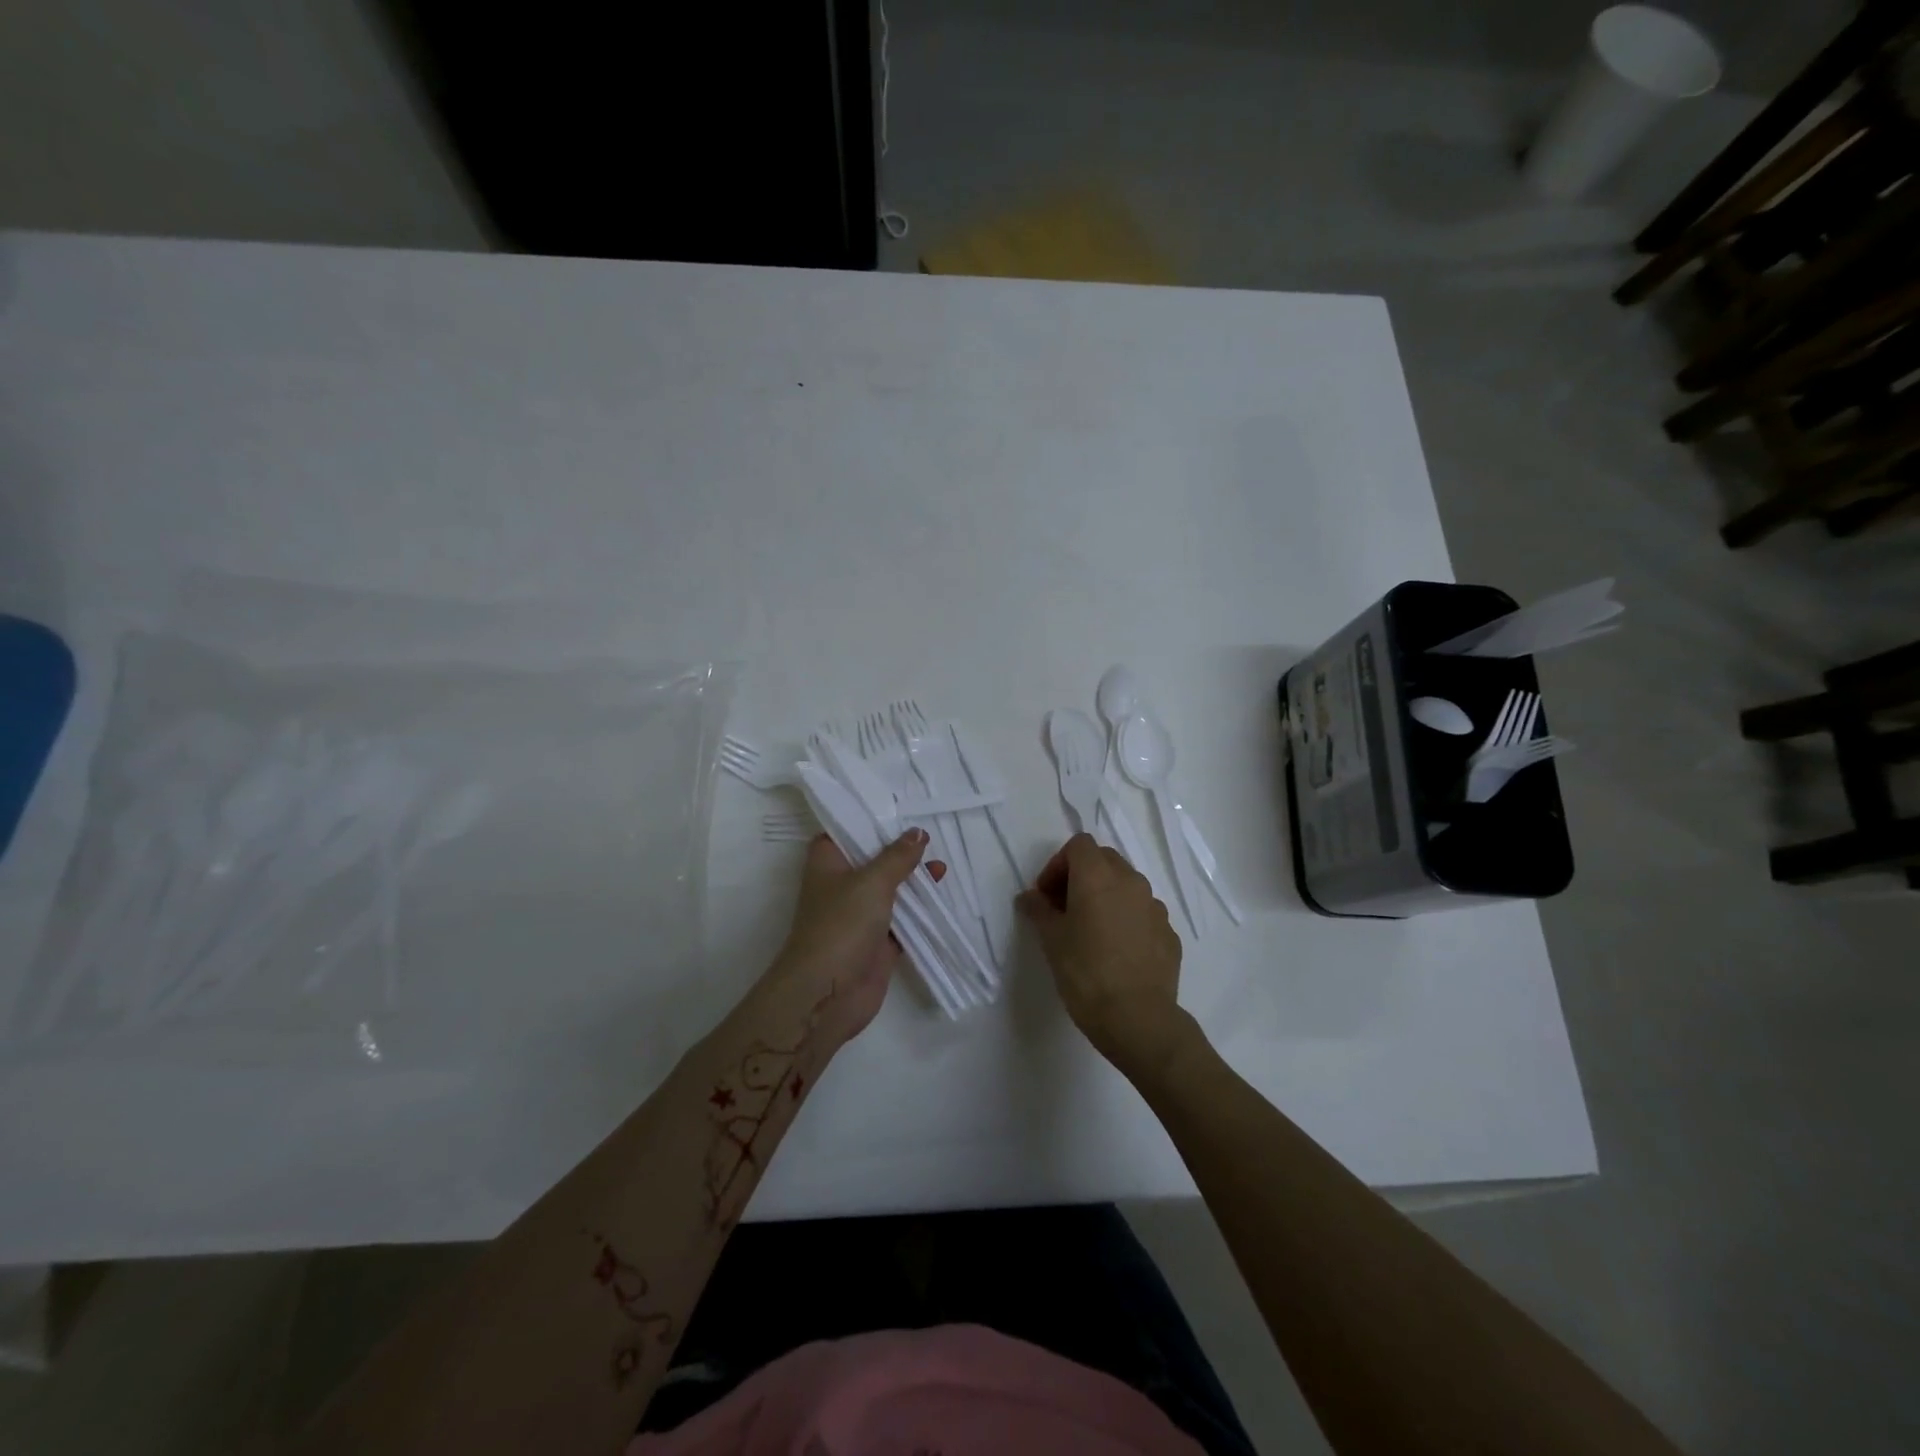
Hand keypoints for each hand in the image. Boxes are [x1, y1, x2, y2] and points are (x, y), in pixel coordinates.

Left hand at [763, 829, 929, 1044]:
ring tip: (942, 866)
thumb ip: (897, 857)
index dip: (866, 820)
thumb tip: (918, 833)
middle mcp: (840, 885)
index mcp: (827, 863)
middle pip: (871, 859)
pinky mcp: (876, 941)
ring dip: (913, 879)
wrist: (828, 993)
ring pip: (889, 889)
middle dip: (899, 850)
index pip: (843, 831)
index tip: (897, 809)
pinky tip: (941, 896)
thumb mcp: (872, 881)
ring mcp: (858, 915)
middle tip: (929, 836)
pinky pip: (901, 919)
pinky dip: (919, 909)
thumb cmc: (842, 924)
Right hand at [1017, 834, 1187, 1078]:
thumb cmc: (1085, 973)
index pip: (1079, 845)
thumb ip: (1039, 910)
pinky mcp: (1169, 933)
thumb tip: (1029, 897)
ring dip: (1106, 896)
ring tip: (1091, 931)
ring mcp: (1155, 907)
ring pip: (1127, 886)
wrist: (1138, 1019)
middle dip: (1082, 876)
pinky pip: (1143, 914)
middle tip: (1064, 908)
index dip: (1058, 864)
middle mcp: (1131, 882)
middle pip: (1104, 859)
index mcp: (1098, 876)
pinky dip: (1127, 920)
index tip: (1047, 895)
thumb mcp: (1051, 940)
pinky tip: (1117, 951)